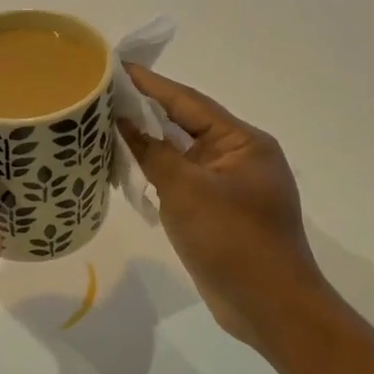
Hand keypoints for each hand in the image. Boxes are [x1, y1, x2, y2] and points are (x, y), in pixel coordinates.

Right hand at [119, 64, 325, 347]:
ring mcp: (230, 187)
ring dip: (149, 143)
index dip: (151, 84)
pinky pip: (183, 182)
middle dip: (146, 111)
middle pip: (186, 125)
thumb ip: (153, 152)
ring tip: (106, 125)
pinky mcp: (219, 213)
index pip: (189, 102)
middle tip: (103, 95)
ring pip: (182, 155)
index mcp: (243, 142)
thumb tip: (124, 121)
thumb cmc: (232, 240)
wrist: (270, 308)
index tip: (117, 66)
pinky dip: (157, 173)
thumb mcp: (187, 191)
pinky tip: (128, 167)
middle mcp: (239, 157)